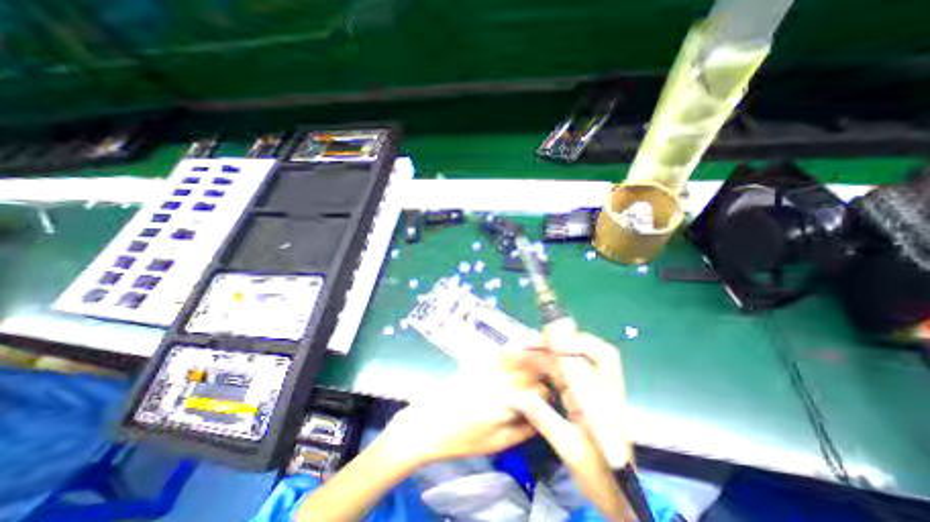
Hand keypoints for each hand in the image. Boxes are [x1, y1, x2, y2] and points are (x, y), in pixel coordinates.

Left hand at [380, 349, 545, 467]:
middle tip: (547, 376)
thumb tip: (541, 420)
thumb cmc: (461, 440)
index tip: (548, 397)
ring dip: (528, 357)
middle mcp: (498, 380)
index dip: (546, 393)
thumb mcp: (496, 444)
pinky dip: (510, 352)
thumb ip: (522, 430)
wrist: (428, 424)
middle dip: (541, 371)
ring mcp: (485, 368)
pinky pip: (498, 353)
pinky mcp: (474, 362)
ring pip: (515, 356)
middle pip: (528, 369)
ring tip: (537, 360)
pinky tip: (514, 355)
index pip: (536, 391)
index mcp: (505, 403)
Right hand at [511, 335, 635, 521]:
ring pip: (569, 359)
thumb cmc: (600, 475)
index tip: (555, 345)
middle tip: (530, 343)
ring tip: (523, 350)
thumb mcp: (570, 449)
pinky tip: (529, 364)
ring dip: (546, 352)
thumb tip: (515, 395)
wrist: (615, 495)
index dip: (581, 342)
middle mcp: (599, 386)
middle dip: (556, 342)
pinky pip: (561, 371)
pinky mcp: (579, 394)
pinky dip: (545, 364)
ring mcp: (588, 389)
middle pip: (582, 350)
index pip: (603, 356)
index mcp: (607, 397)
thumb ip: (544, 418)